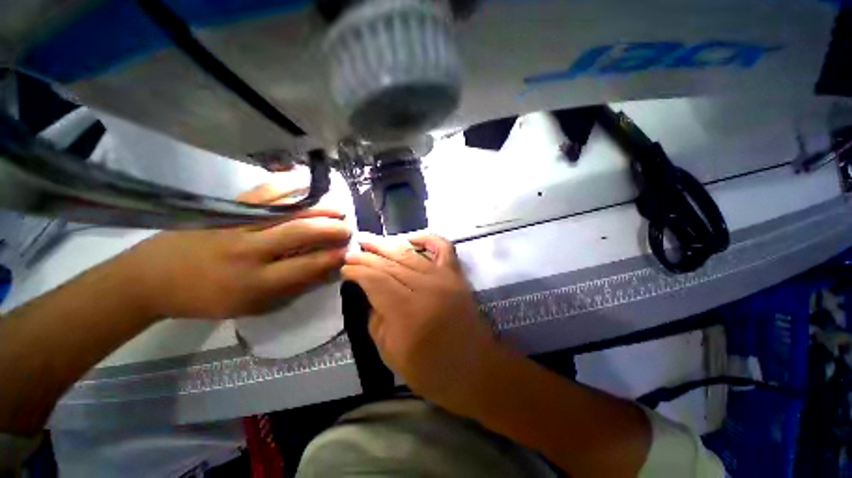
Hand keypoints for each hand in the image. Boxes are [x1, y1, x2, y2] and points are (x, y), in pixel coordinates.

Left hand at [120, 179, 350, 319]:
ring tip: (338, 207)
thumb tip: (323, 270)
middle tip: (348, 228)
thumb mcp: (251, 305)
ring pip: (287, 211)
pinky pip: (262, 192)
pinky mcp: (226, 208)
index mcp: (256, 283)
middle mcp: (249, 251)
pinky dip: (288, 183)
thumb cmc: (207, 298)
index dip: (333, 257)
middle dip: (332, 229)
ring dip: (319, 207)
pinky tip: (306, 179)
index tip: (349, 251)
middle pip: (301, 233)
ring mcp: (237, 225)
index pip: (308, 266)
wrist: (153, 278)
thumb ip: (290, 287)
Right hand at [342, 233, 498, 408]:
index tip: (345, 268)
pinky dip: (427, 238)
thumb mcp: (392, 355)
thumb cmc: (433, 371)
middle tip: (352, 251)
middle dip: (368, 255)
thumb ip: (377, 321)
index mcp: (408, 312)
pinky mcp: (457, 275)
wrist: (477, 369)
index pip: (376, 280)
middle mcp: (427, 288)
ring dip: (388, 244)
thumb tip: (371, 294)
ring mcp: (445, 278)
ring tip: (370, 240)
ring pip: (411, 254)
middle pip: (391, 264)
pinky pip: (443, 247)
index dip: (358, 271)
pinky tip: (411, 238)